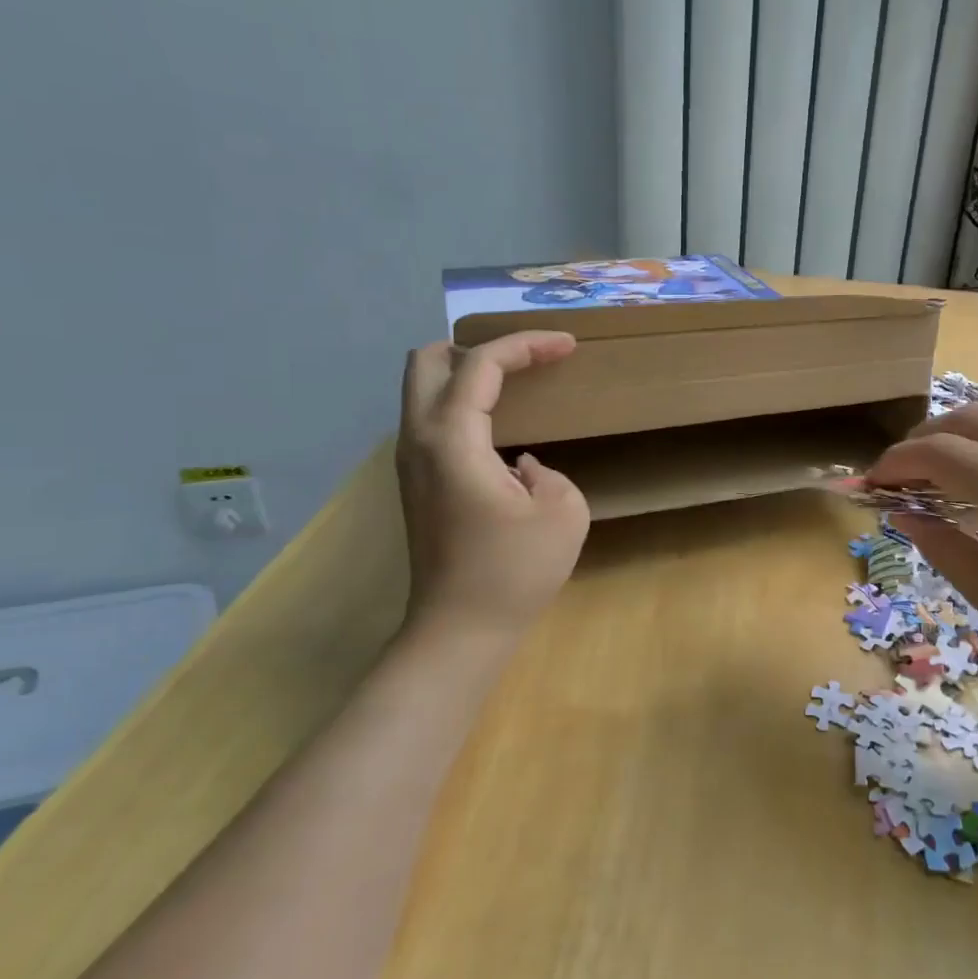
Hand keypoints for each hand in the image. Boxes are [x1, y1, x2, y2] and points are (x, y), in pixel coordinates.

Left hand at [395, 331, 589, 642]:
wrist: (459, 633)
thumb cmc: (513, 573)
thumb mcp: (562, 512)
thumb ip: (548, 472)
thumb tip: (521, 467)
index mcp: (452, 439)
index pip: (481, 364)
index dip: (526, 345)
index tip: (567, 345)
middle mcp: (418, 440)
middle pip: (426, 360)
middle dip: (477, 347)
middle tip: (525, 361)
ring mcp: (409, 463)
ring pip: (422, 389)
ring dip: (466, 375)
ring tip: (515, 385)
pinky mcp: (415, 484)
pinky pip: (430, 419)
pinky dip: (460, 404)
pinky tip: (497, 428)